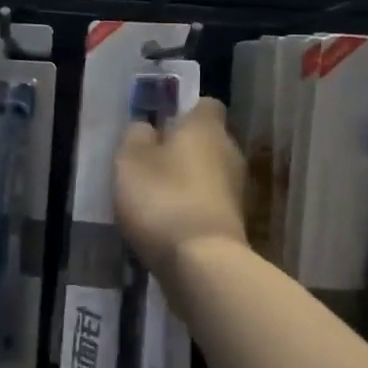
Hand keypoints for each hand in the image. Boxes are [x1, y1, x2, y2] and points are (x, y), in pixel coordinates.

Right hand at [114, 97, 246, 279]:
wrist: (201, 262)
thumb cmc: (162, 198)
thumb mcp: (130, 160)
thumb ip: (136, 136)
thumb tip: (146, 126)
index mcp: (206, 127)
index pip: (204, 104)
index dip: (183, 112)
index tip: (159, 125)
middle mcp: (229, 150)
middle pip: (207, 140)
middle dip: (183, 148)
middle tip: (150, 162)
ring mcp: (237, 189)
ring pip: (209, 173)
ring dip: (187, 180)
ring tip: (154, 196)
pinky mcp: (234, 221)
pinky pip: (209, 202)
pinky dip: (192, 207)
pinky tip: (168, 222)